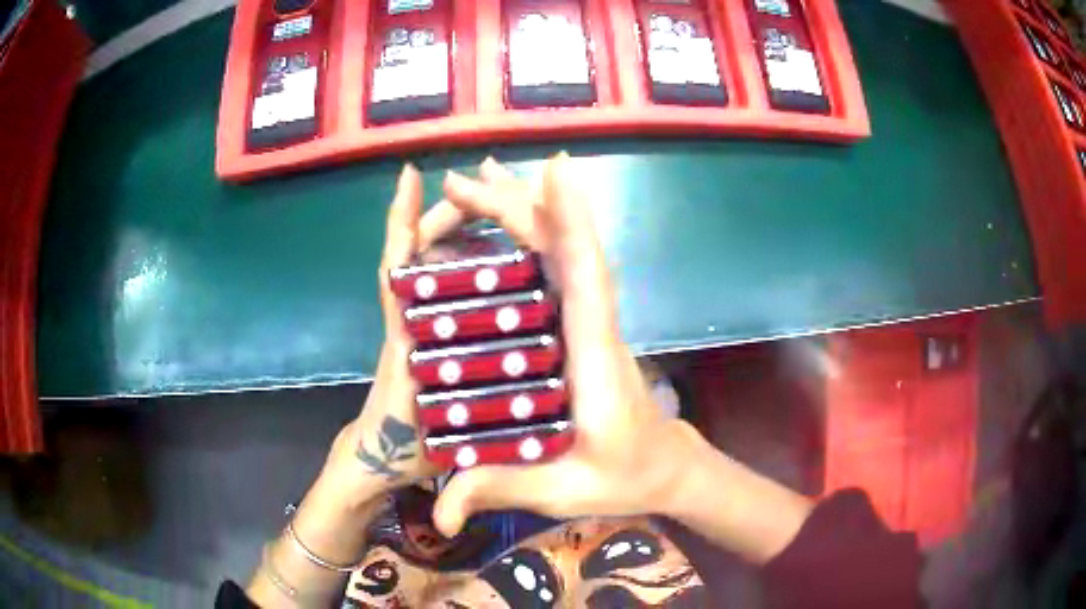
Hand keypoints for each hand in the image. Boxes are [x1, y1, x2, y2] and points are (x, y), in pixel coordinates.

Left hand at [319, 165, 468, 504]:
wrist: (383, 458)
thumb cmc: (401, 448)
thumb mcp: (429, 437)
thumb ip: (446, 429)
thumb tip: (484, 415)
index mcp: (406, 336)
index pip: (398, 268)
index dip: (401, 222)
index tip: (411, 177)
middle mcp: (411, 320)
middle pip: (419, 253)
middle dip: (448, 217)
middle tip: (491, 195)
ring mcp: (419, 325)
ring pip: (434, 265)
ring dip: (460, 234)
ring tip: (503, 217)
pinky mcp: (429, 334)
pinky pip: (445, 288)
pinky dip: (463, 263)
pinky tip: (497, 259)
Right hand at [431, 154, 705, 535]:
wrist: (665, 468)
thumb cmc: (625, 475)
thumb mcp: (562, 491)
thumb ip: (501, 490)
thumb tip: (440, 514)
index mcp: (596, 355)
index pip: (586, 275)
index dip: (572, 221)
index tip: (553, 170)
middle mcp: (595, 324)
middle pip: (564, 248)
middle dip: (516, 206)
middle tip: (462, 180)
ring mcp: (589, 320)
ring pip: (561, 249)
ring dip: (524, 210)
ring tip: (480, 181)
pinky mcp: (581, 325)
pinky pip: (557, 267)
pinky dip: (534, 234)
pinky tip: (507, 223)